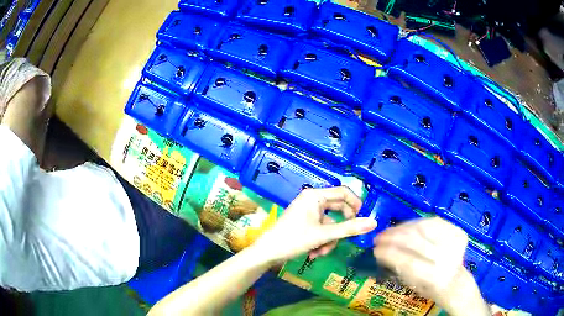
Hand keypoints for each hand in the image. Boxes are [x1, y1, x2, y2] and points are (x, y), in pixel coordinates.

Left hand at [251, 186, 377, 265]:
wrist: (267, 253)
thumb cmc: (293, 239)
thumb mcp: (323, 235)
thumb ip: (349, 229)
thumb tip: (374, 222)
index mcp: (315, 196)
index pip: (343, 192)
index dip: (356, 204)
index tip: (364, 219)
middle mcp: (312, 200)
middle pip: (338, 210)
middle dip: (339, 229)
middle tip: (343, 240)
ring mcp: (309, 212)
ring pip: (331, 223)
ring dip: (329, 239)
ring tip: (320, 252)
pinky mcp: (306, 222)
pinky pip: (322, 229)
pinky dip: (322, 241)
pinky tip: (314, 253)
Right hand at [373, 217, 489, 315]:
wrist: (455, 282)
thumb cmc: (429, 288)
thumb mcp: (412, 285)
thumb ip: (398, 269)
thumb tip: (380, 252)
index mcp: (434, 277)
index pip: (407, 262)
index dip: (389, 253)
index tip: (375, 249)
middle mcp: (446, 258)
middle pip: (415, 241)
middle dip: (393, 237)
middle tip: (379, 237)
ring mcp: (454, 242)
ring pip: (424, 228)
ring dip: (403, 228)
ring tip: (390, 231)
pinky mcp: (458, 231)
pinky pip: (433, 222)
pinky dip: (417, 223)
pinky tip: (406, 227)